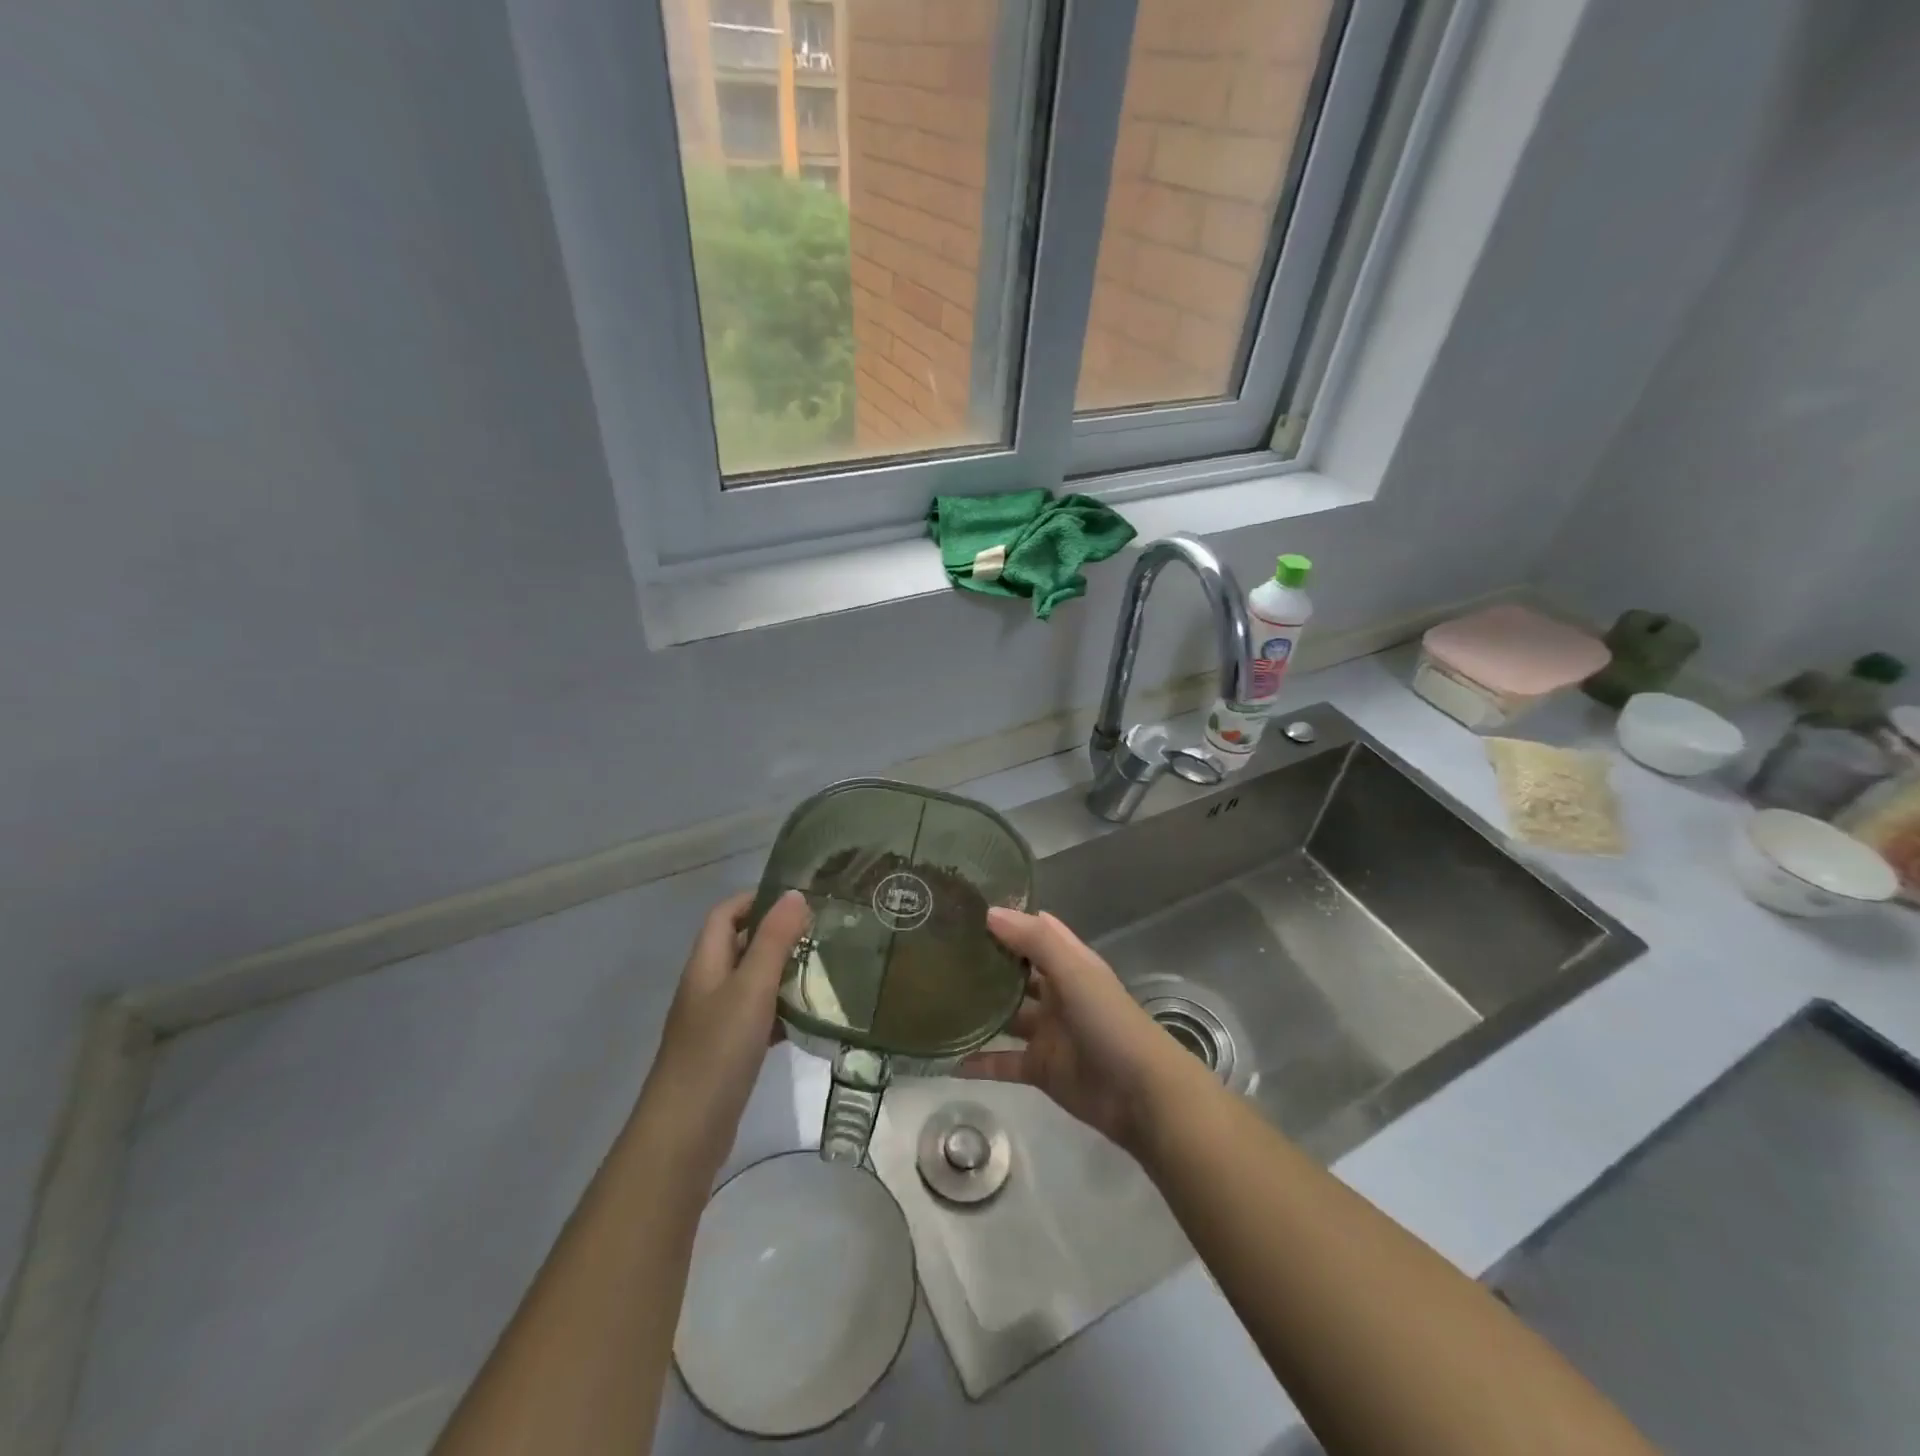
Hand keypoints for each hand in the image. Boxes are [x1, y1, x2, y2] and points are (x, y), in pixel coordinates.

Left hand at [636, 889, 810, 1178]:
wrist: (685, 1133)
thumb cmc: (717, 1050)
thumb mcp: (751, 987)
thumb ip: (774, 940)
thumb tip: (795, 894)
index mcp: (706, 964)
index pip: (726, 913)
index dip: (757, 899)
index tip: (799, 900)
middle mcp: (708, 986)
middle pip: (740, 945)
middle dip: (778, 934)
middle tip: (822, 932)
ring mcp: (716, 1021)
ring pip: (753, 982)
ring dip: (784, 972)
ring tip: (826, 968)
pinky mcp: (728, 1051)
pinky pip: (758, 1016)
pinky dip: (782, 1010)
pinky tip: (810, 1016)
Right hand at [958, 907, 1199, 1152]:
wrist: (1141, 1095)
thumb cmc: (1110, 1022)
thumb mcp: (1075, 972)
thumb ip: (1036, 941)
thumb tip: (990, 912)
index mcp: (1069, 964)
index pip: (1035, 932)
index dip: (1006, 920)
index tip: (965, 909)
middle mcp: (1056, 994)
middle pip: (1016, 973)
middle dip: (985, 963)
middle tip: (938, 952)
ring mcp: (1047, 1033)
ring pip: (1006, 1016)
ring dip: (978, 1010)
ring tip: (934, 1001)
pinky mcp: (1040, 1069)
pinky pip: (1002, 1062)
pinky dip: (978, 1062)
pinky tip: (947, 1058)